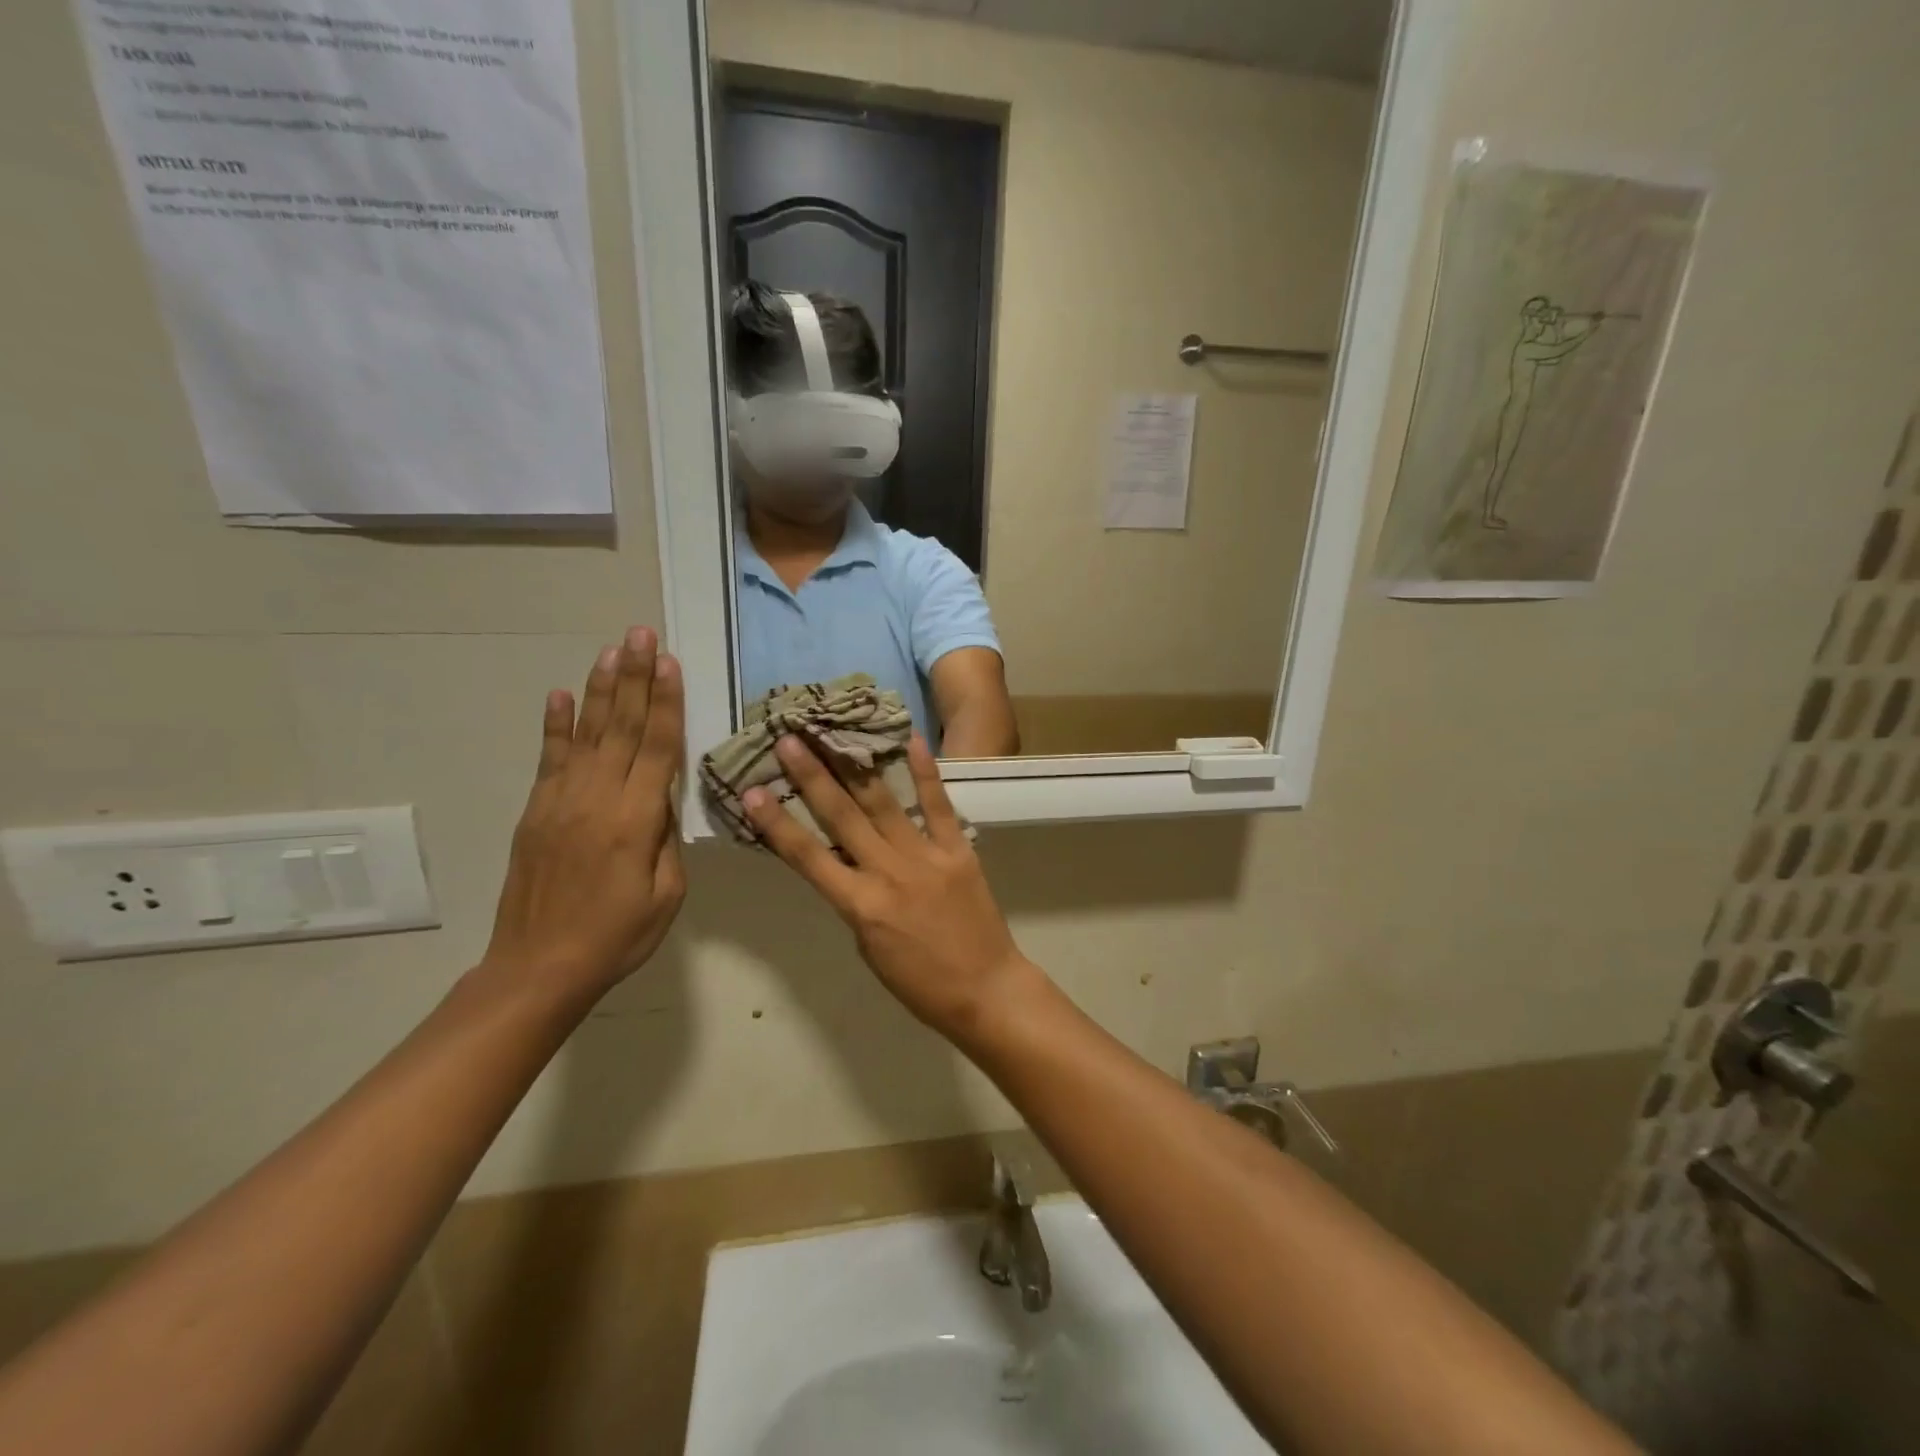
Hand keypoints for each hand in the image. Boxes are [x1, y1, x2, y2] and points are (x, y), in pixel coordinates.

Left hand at [482, 627, 686, 1002]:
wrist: (538, 968)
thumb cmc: (618, 936)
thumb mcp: (666, 894)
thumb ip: (665, 838)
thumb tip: (660, 798)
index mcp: (635, 820)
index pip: (656, 747)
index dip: (665, 702)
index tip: (670, 662)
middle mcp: (596, 799)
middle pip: (621, 727)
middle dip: (635, 678)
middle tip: (640, 634)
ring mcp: (560, 801)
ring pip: (586, 733)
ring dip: (600, 689)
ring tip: (612, 650)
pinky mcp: (536, 812)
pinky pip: (549, 759)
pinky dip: (555, 725)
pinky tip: (560, 695)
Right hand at [743, 735, 1036, 1043]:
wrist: (985, 990)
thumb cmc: (920, 983)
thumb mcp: (869, 949)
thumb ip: (856, 902)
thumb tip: (849, 865)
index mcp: (860, 906)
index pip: (807, 858)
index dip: (776, 824)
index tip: (751, 792)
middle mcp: (888, 872)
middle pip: (842, 817)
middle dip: (811, 776)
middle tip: (788, 739)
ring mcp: (925, 856)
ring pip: (882, 803)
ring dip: (853, 767)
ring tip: (832, 734)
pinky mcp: (958, 850)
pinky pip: (938, 807)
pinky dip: (925, 774)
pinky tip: (912, 741)